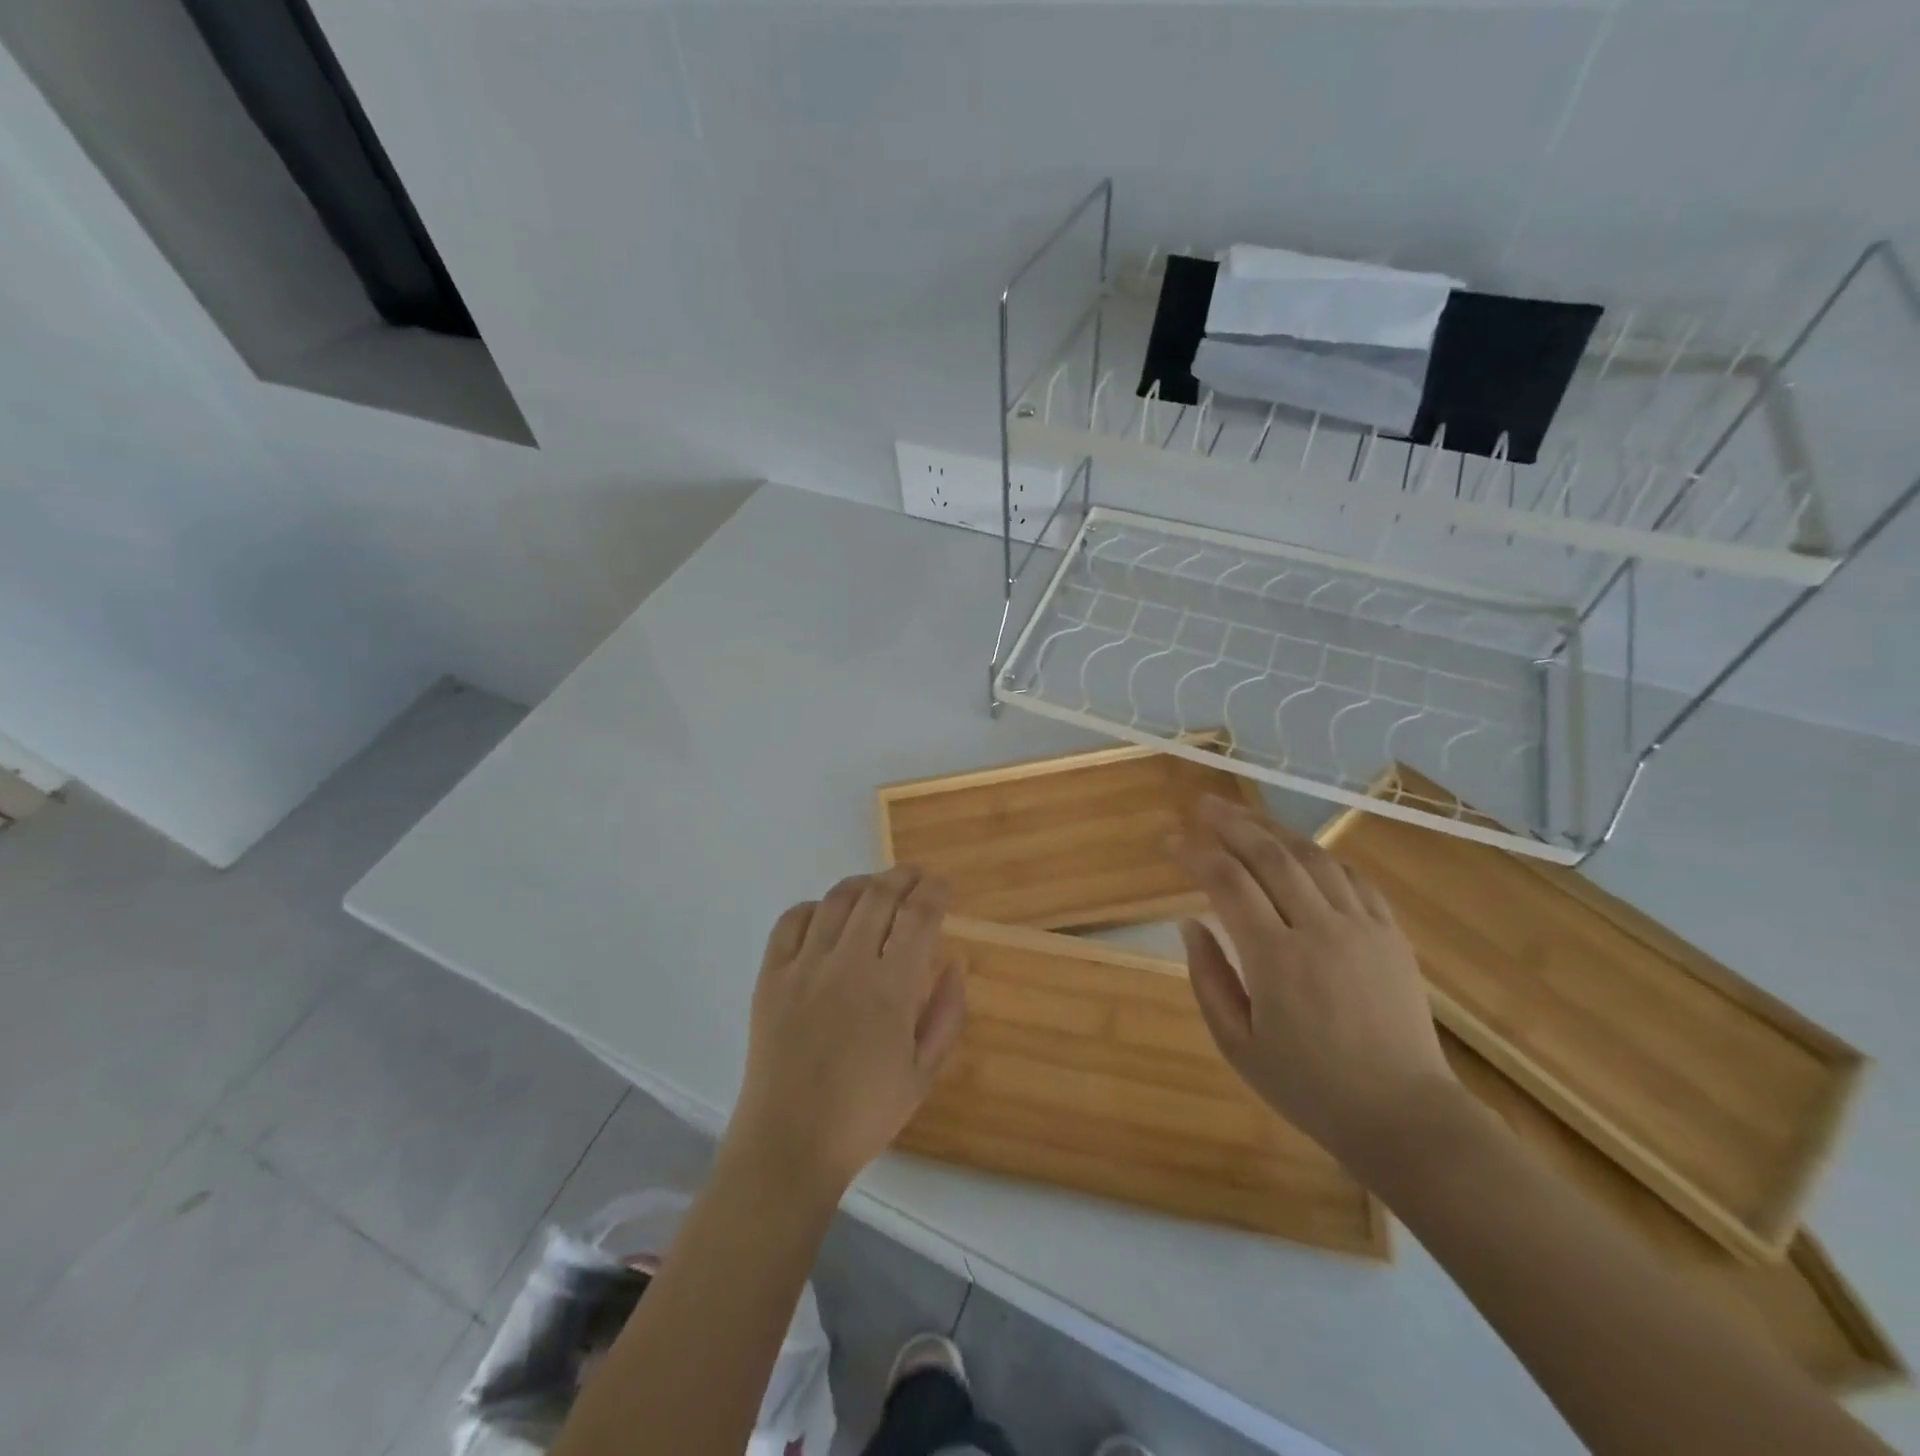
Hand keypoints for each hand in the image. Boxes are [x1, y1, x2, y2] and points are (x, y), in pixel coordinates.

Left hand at [726, 867, 967, 1199]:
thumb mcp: (924, 1072)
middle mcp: (848, 964)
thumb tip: (955, 962)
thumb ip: (947, 1013)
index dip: (935, 890)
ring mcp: (804, 966)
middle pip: (879, 895)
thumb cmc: (865, 1114)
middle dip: (904, 876)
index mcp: (891, 989)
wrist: (789, 1143)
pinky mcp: (771, 976)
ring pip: (837, 900)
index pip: (919, 915)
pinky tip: (827, 916)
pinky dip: (815, 907)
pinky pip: (792, 921)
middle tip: (917, 876)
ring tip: (877, 888)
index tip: (944, 885)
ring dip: (863, 884)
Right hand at [1171, 796, 1456, 1169]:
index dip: (1194, 854)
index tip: (1169, 841)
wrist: (1404, 1116)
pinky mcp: (1391, 935)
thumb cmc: (1308, 1087)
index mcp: (1276, 959)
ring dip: (1274, 829)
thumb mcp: (1237, 1045)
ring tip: (1245, 816)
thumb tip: (1190, 924)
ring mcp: (1362, 927)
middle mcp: (1319, 929)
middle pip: (1270, 856)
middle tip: (1202, 804)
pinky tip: (1300, 851)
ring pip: (1313, 857)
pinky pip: (1353, 878)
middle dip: (1231, 823)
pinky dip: (1320, 856)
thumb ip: (1208, 979)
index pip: (1227, 883)